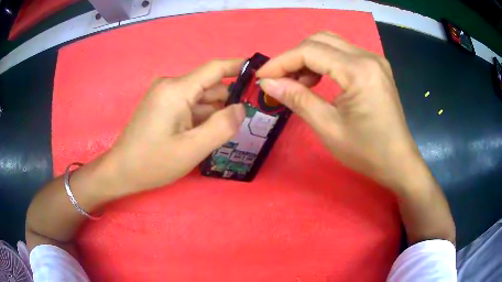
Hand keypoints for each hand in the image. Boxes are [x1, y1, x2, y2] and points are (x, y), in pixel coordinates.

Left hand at [106, 59, 245, 193]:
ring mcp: (165, 96)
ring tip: (229, 131)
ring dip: (215, 113)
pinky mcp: (162, 106)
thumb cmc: (153, 162)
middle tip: (249, 119)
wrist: (121, 171)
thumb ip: (222, 127)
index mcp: (177, 89)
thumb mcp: (192, 149)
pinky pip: (189, 106)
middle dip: (229, 101)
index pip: (215, 69)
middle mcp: (171, 86)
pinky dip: (202, 117)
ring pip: (200, 99)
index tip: (260, 74)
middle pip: (210, 87)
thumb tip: (241, 108)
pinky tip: (208, 134)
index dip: (239, 68)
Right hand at [257, 32, 424, 190]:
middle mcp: (368, 57)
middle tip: (279, 80)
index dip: (281, 61)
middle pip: (320, 40)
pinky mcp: (375, 67)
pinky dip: (324, 62)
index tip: (262, 77)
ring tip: (298, 83)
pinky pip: (343, 53)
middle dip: (294, 57)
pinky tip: (318, 80)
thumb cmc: (367, 152)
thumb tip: (268, 83)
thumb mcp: (328, 128)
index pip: (310, 51)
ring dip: (308, 57)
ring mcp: (374, 60)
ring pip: (331, 43)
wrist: (398, 162)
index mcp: (359, 71)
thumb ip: (297, 99)